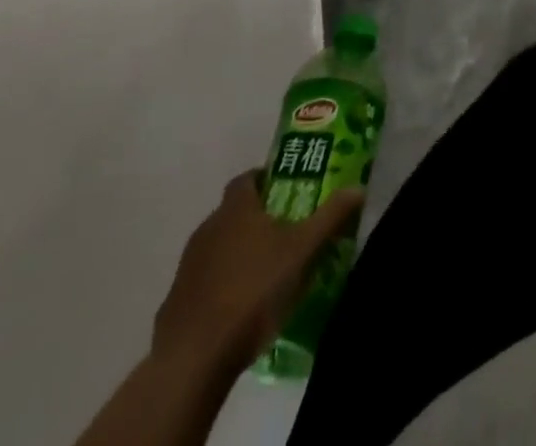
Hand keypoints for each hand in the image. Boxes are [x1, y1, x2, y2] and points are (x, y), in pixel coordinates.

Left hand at [150, 169, 363, 373]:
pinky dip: (223, 285)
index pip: (248, 178)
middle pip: (234, 212)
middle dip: (258, 218)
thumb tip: (358, 187)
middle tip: (287, 232)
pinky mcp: (177, 302)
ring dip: (240, 253)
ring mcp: (188, 266)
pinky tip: (241, 307)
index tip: (288, 190)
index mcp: (235, 208)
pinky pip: (206, 282)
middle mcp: (208, 227)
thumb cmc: (253, 290)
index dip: (266, 179)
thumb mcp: (302, 250)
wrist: (194, 357)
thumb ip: (330, 217)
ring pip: (219, 247)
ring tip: (268, 272)